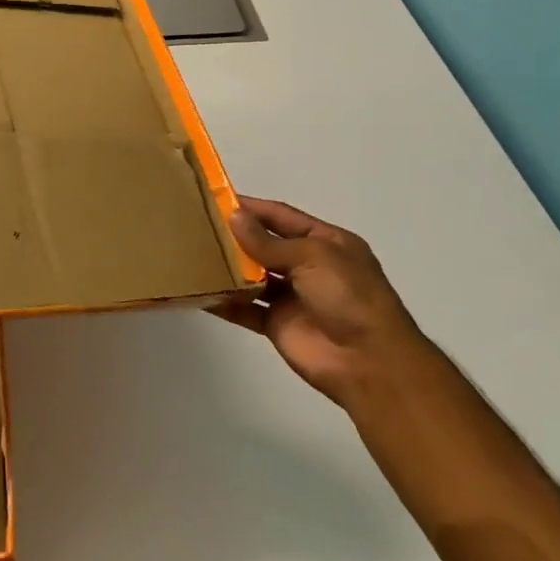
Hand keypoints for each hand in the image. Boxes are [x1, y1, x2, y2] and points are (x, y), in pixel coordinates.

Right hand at [212, 195, 423, 401]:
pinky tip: (198, 292)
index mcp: (326, 242)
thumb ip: (269, 241)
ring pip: (252, 276)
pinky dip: (225, 302)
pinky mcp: (277, 324)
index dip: (252, 208)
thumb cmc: (348, 296)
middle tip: (195, 225)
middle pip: (264, 245)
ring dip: (227, 267)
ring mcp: (292, 296)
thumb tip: (234, 217)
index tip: (216, 198)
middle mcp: (308, 266)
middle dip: (234, 236)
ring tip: (191, 254)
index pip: (282, 217)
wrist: (368, 362)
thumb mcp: (313, 257)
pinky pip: (245, 309)